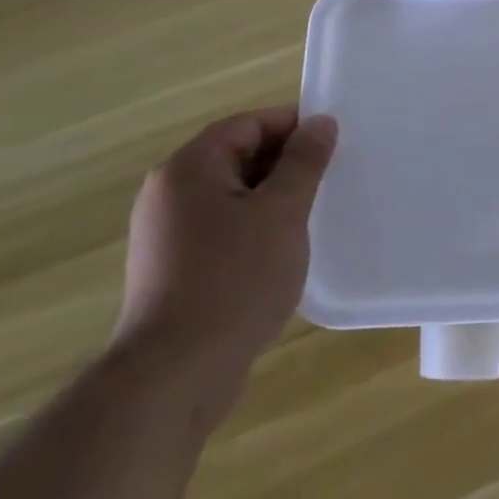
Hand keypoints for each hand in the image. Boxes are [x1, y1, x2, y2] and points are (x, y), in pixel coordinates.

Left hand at [113, 107, 337, 407]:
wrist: (174, 375)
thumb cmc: (234, 280)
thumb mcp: (282, 213)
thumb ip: (304, 162)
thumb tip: (320, 122)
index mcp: (189, 168)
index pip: (247, 124)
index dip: (292, 126)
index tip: (332, 143)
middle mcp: (168, 193)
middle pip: (236, 156)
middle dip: (284, 163)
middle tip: (329, 179)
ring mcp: (165, 234)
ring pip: (231, 195)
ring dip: (271, 198)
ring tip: (311, 216)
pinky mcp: (171, 269)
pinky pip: (220, 229)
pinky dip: (253, 228)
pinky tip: (280, 253)